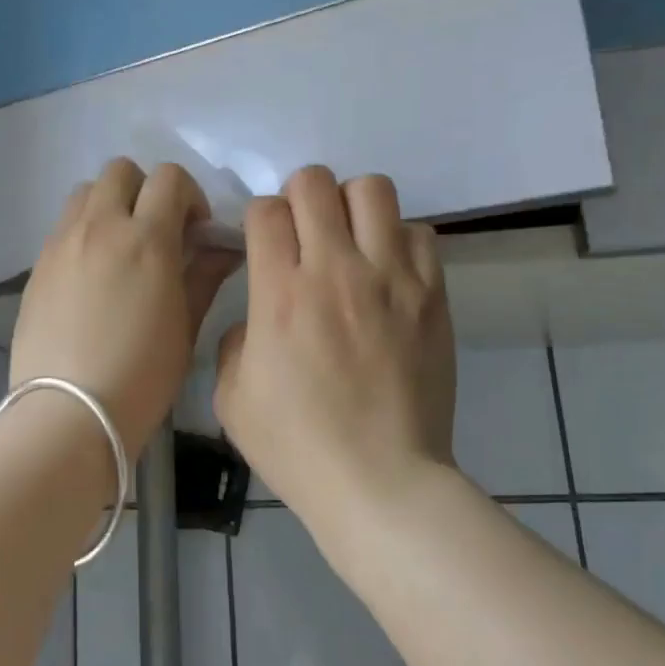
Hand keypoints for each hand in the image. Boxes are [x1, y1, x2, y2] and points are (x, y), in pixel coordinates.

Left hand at [12, 159, 240, 459]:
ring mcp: (62, 242)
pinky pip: (63, 225)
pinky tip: (92, 273)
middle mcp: (100, 227)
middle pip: (121, 171)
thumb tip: (223, 248)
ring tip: (121, 246)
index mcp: (146, 239)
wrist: (68, 412)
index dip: (189, 195)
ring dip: (110, 204)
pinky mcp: (38, 265)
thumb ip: (204, 276)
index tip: (195, 229)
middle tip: (157, 231)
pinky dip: (84, 230)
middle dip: (146, 190)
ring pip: (86, 192)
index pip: (169, 179)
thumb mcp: (185, 327)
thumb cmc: (141, 376)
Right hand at [214, 166, 456, 516]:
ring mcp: (391, 278)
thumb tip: (255, 320)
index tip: (262, 243)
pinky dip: (397, 239)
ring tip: (349, 240)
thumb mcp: (232, 399)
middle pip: (315, 183)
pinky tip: (387, 271)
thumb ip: (233, 343)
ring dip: (351, 205)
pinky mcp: (432, 294)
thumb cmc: (297, 447)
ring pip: (373, 190)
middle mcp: (335, 270)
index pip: (266, 210)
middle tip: (302, 232)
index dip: (258, 219)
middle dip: (299, 197)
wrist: (381, 481)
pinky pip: (418, 232)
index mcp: (279, 294)